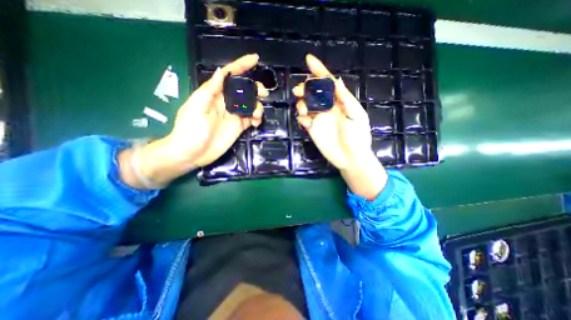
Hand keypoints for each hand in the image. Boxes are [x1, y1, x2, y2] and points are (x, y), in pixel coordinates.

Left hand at [120, 53, 266, 187]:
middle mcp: (227, 103)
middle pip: (245, 90)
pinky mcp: (239, 127)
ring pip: (251, 105)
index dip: (242, 65)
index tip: (255, 59)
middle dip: (255, 89)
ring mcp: (234, 115)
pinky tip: (256, 123)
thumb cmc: (191, 129)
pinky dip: (257, 119)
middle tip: (263, 94)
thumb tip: (222, 72)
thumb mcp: (197, 106)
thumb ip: (210, 90)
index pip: (230, 76)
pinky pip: (252, 119)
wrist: (192, 153)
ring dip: (258, 106)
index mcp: (215, 94)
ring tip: (257, 114)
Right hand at [294, 55, 387, 199]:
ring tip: (304, 109)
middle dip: (305, 88)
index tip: (308, 59)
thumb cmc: (358, 137)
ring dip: (301, 102)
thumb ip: (346, 99)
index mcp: (339, 102)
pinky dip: (302, 118)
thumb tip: (337, 81)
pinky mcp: (312, 129)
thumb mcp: (356, 115)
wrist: (350, 158)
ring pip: (305, 104)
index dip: (319, 70)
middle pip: (313, 92)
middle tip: (300, 91)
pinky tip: (306, 122)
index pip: (327, 83)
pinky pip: (303, 119)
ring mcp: (319, 119)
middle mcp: (327, 108)